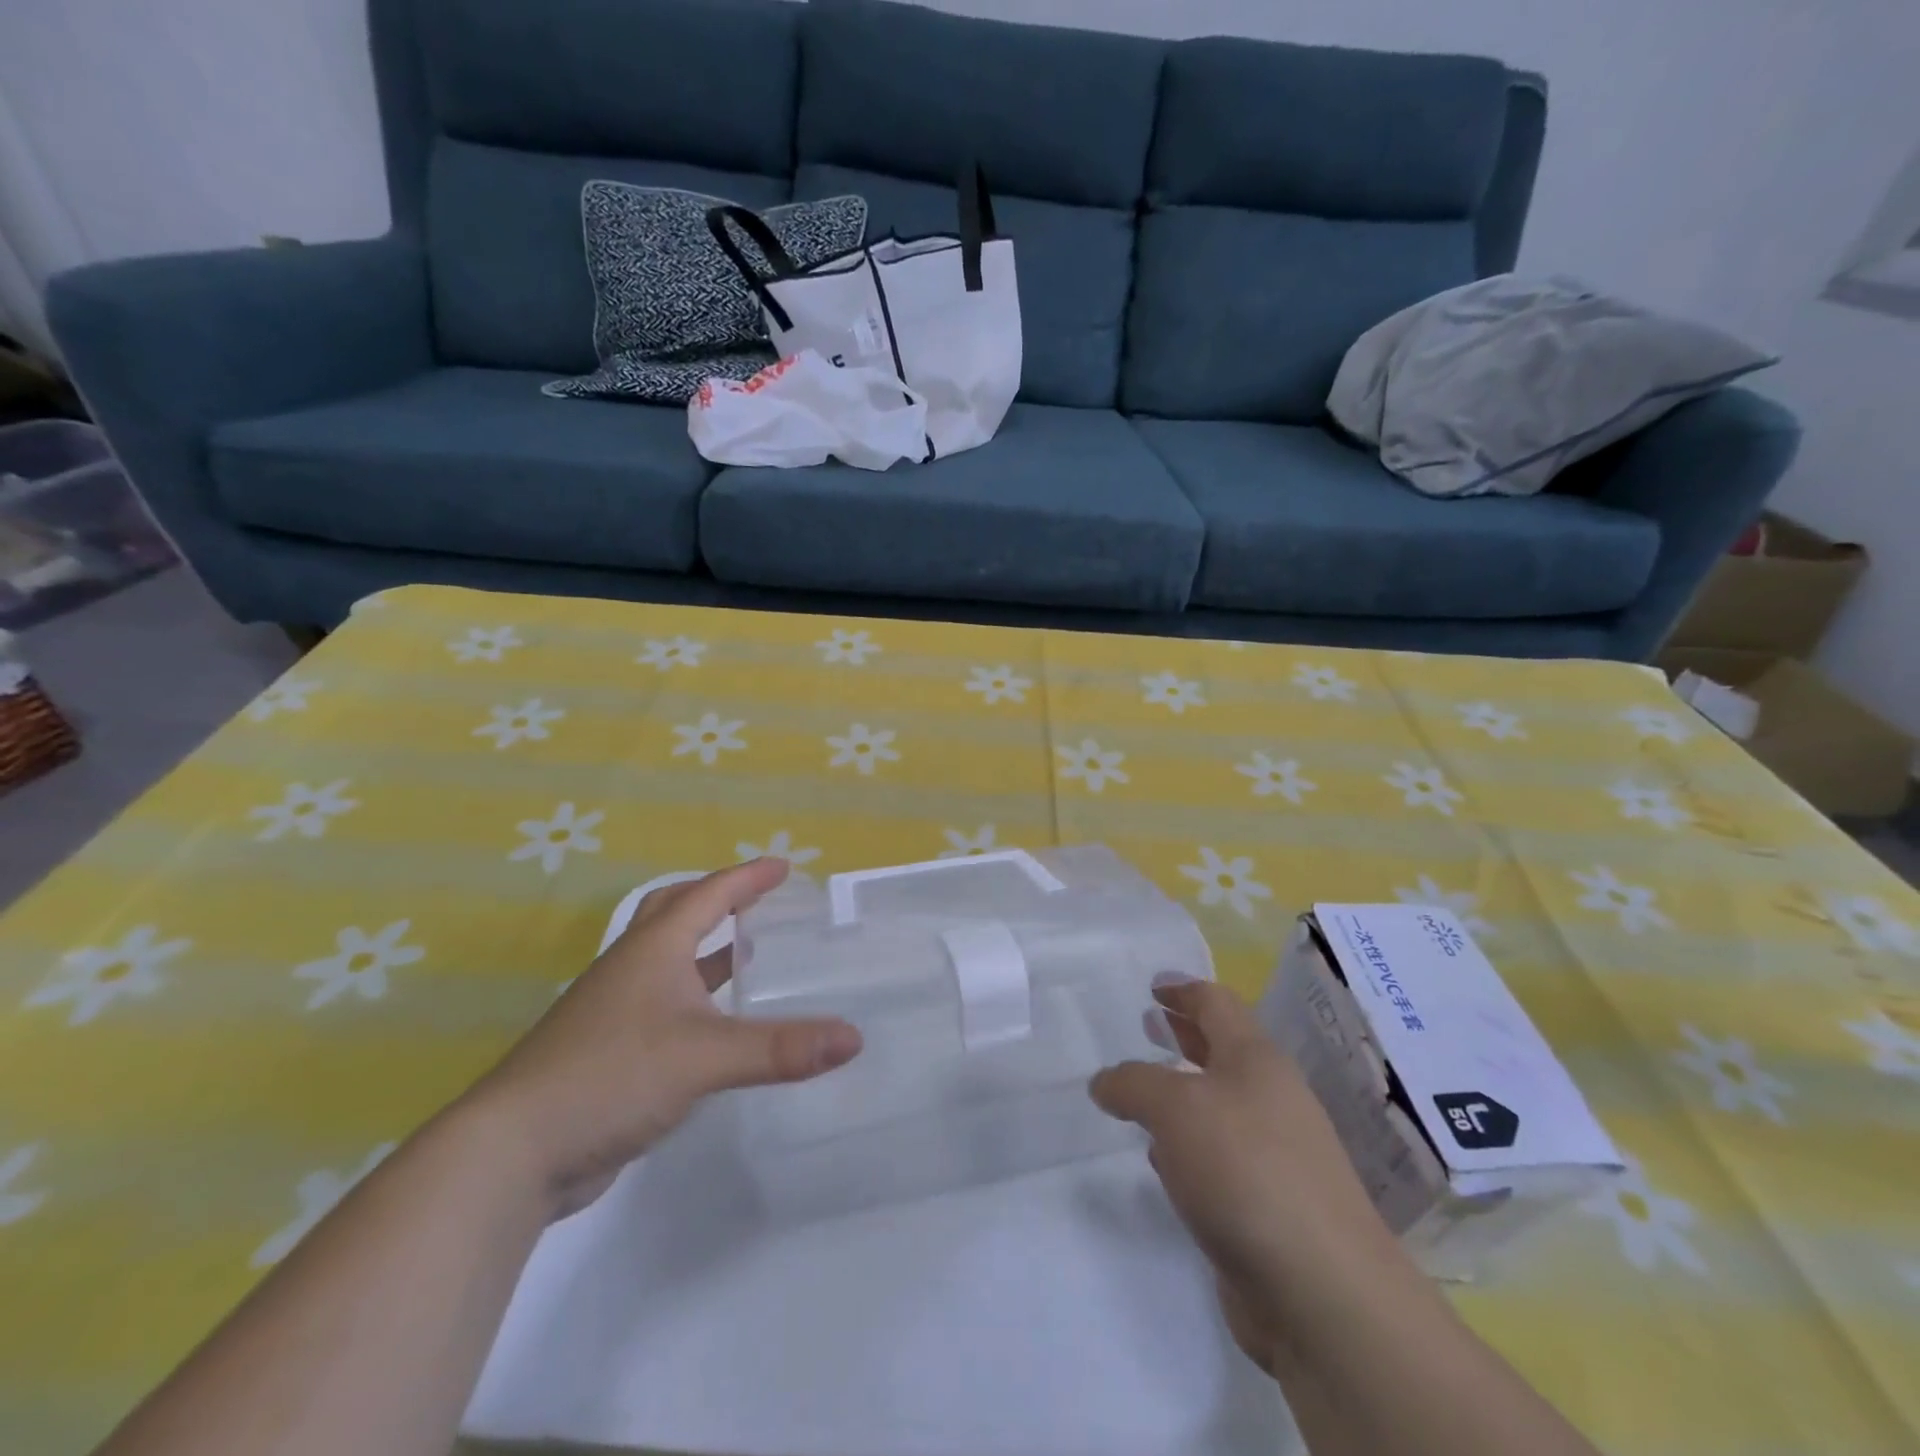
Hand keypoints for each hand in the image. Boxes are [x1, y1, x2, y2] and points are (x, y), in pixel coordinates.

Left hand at [467, 858, 862, 1216]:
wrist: (511, 1153)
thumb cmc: (610, 1077)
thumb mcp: (704, 1058)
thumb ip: (780, 1048)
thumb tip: (853, 1037)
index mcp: (654, 950)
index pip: (708, 895)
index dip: (748, 878)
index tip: (784, 867)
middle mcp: (633, 968)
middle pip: (675, 912)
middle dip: (718, 899)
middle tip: (758, 900)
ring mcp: (616, 1009)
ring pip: (668, 959)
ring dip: (706, 948)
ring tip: (749, 953)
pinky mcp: (610, 1048)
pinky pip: (664, 1001)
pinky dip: (695, 995)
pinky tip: (716, 1022)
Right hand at [1089, 979, 1409, 1370]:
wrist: (1322, 1291)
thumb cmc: (1246, 1169)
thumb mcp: (1175, 1107)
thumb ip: (1133, 1083)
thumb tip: (1105, 1082)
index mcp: (1256, 1060)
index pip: (1217, 1005)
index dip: (1183, 990)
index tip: (1153, 985)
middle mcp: (1270, 1099)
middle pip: (1222, 1050)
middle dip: (1184, 1034)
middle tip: (1146, 1024)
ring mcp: (1274, 1154)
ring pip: (1218, 1106)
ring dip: (1182, 1093)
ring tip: (1143, 1093)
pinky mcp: (1267, 1205)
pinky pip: (1219, 1157)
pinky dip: (1187, 1146)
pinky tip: (1163, 1161)